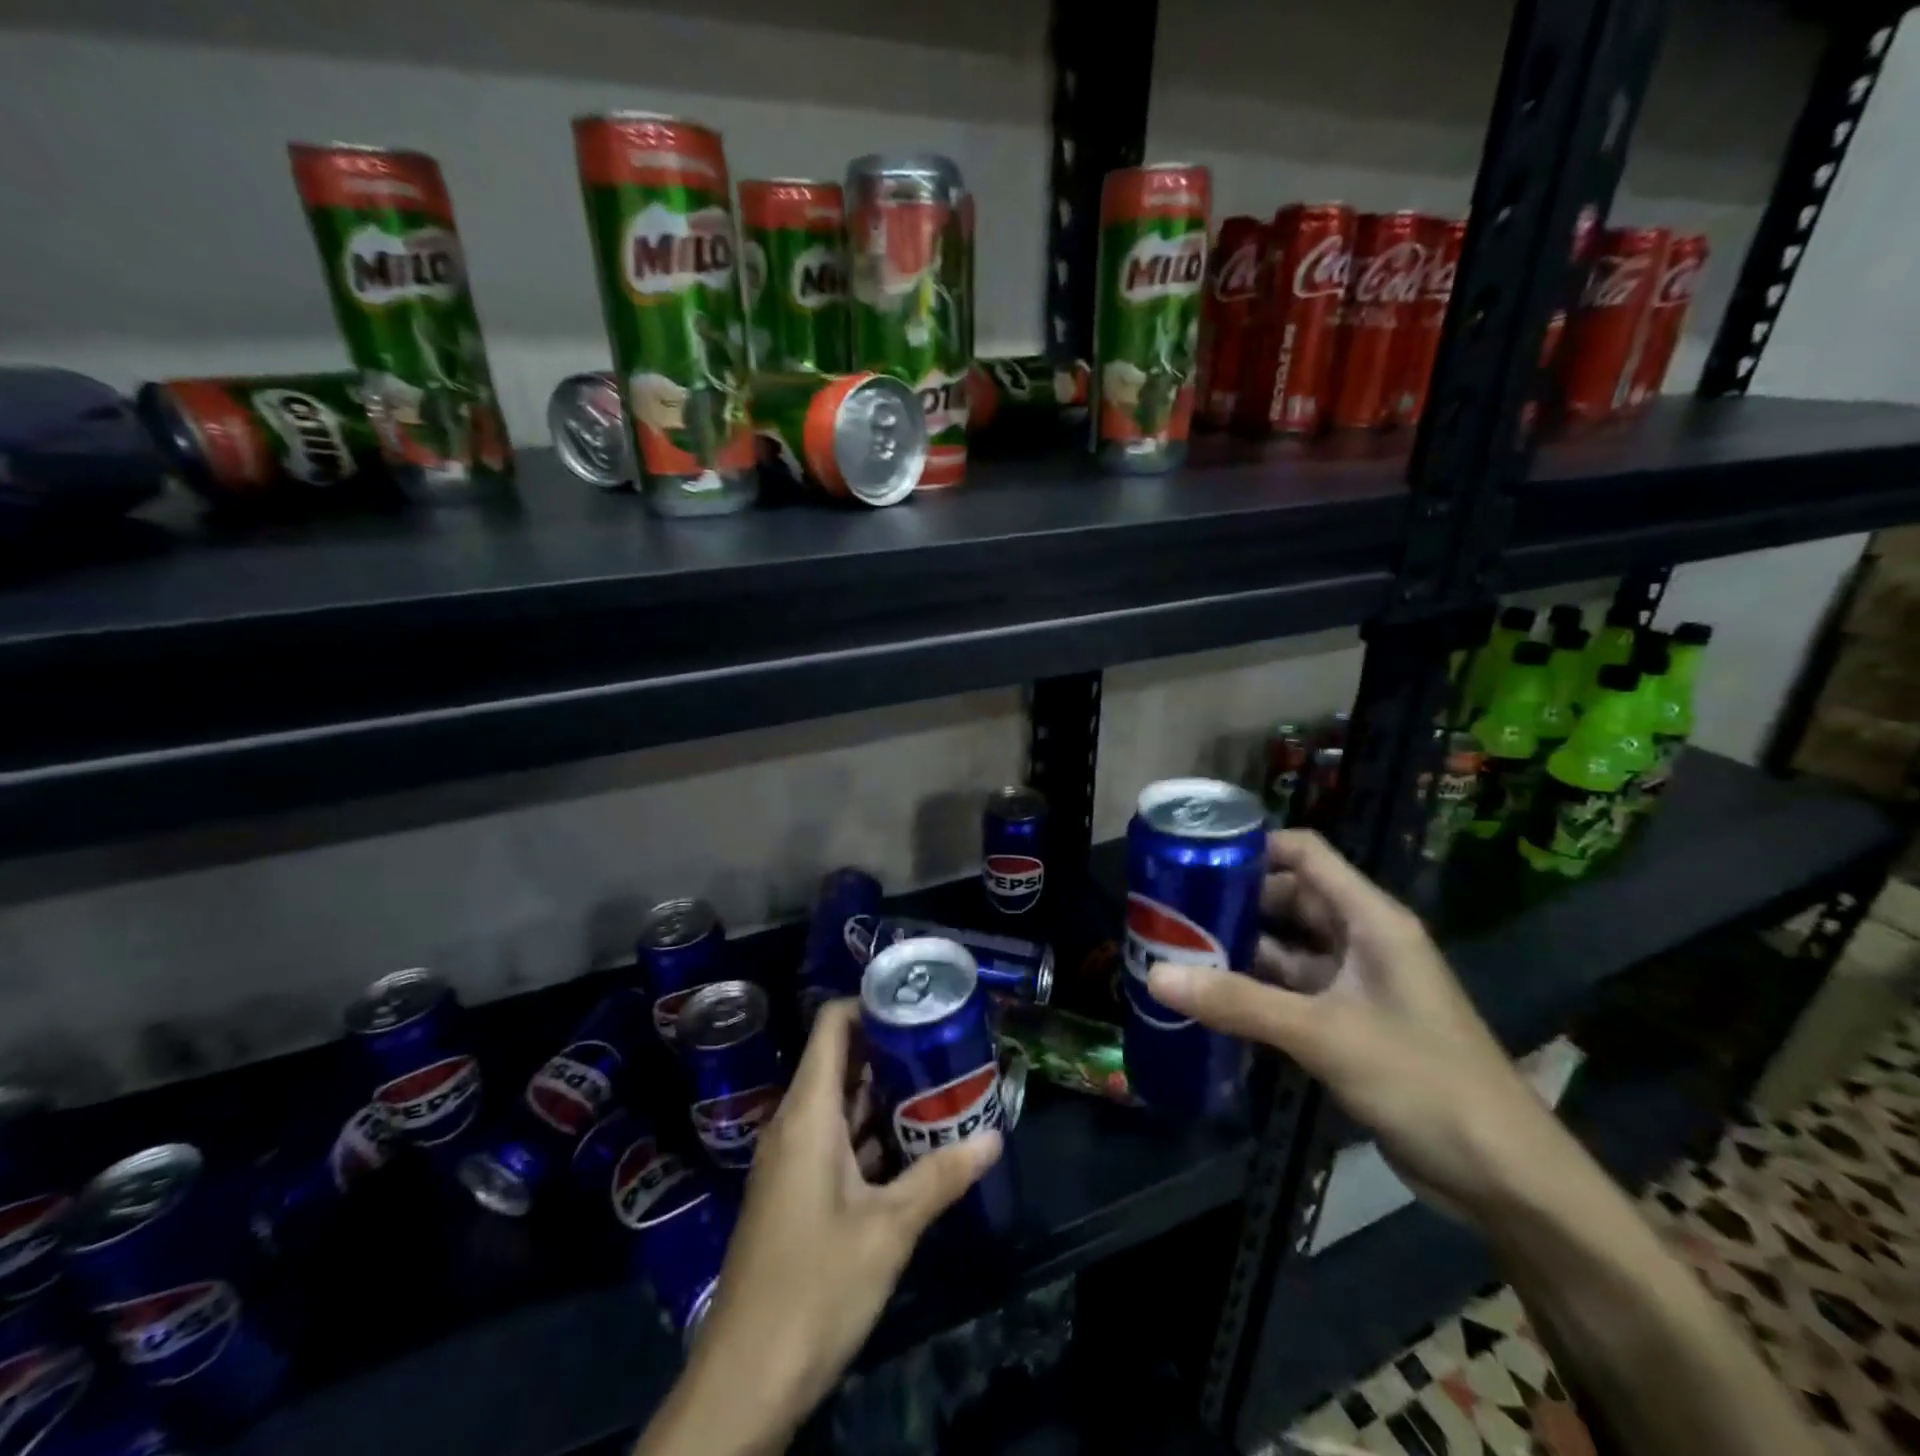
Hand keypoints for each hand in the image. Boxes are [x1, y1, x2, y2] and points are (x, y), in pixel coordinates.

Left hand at [676, 1000, 1001, 1446]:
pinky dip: (873, 1133)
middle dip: (891, 1049)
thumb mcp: (888, 1230)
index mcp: (807, 1114)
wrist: (745, 1378)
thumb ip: (940, 1178)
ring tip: (941, 1082)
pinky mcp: (798, 1192)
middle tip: (945, 1043)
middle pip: (841, 1061)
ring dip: (886, 1094)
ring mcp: (793, 1160)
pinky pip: (837, 1140)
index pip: (832, 1026)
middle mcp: (795, 1125)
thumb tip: (994, 1137)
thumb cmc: (814, 1287)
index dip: (870, 1004)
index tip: (918, 1004)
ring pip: (841, 1104)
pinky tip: (915, 1143)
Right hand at [1146, 829, 1569, 1226]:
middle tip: (1169, 910)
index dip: (1253, 847)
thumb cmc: (1424, 1082)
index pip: (1306, 854)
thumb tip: (1156, 976)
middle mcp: (1363, 940)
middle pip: (1289, 899)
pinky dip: (1253, 991)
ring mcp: (1356, 984)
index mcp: (1371, 920)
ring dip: (1239, 949)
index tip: (1194, 857)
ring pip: (1286, 948)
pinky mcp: (1349, 1024)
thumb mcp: (1324, 1034)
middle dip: (1234, 902)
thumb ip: (1239, 1003)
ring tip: (1175, 949)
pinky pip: (1290, 992)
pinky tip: (1209, 999)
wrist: (1504, 1178)